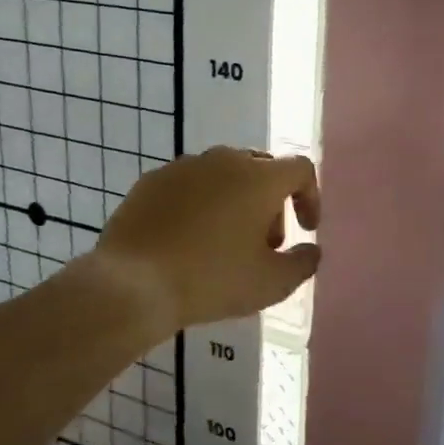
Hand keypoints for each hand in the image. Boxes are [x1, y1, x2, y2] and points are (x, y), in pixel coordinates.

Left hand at [97, 146, 321, 334]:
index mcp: (259, 178)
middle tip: (265, 243)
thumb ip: (303, 262)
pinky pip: (188, 186)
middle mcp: (223, 160)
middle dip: (272, 203)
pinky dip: (199, 205)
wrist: (133, 284)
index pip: (300, 170)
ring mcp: (183, 167)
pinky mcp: (151, 181)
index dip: (310, 197)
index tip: (305, 230)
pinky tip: (188, 240)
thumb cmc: (212, 280)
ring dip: (235, 202)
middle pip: (261, 170)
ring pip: (223, 175)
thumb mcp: (272, 283)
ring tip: (225, 243)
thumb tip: (310, 249)